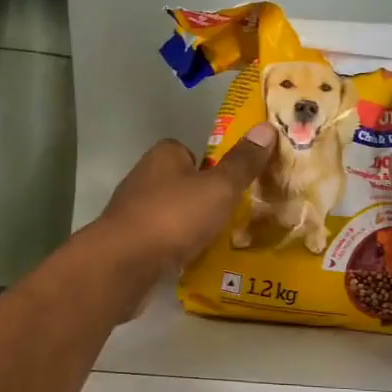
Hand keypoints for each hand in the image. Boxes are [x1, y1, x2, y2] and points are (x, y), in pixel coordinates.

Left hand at [98, 126, 275, 272]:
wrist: (124, 264)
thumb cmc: (174, 216)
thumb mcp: (218, 187)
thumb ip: (242, 162)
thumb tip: (267, 127)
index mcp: (163, 156)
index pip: (189, 151)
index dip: (211, 165)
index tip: (231, 183)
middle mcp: (144, 178)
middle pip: (181, 183)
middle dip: (202, 198)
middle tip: (232, 214)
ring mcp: (133, 212)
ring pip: (171, 214)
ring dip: (189, 226)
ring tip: (219, 241)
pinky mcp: (129, 243)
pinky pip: (161, 241)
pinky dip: (176, 248)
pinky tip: (193, 261)